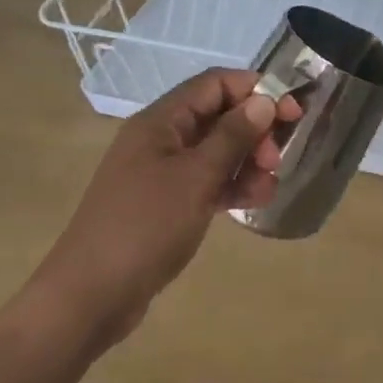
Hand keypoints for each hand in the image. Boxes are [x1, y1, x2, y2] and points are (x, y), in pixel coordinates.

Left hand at [33, 68, 300, 346]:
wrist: (90, 298)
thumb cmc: (144, 227)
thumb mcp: (196, 178)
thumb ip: (232, 136)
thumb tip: (264, 100)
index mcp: (161, 120)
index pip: (216, 84)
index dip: (256, 90)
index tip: (292, 112)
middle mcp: (162, 138)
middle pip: (219, 116)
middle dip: (254, 131)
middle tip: (276, 159)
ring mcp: (163, 172)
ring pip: (217, 150)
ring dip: (248, 161)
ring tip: (269, 187)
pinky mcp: (166, 203)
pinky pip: (207, 180)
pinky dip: (232, 185)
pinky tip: (254, 201)